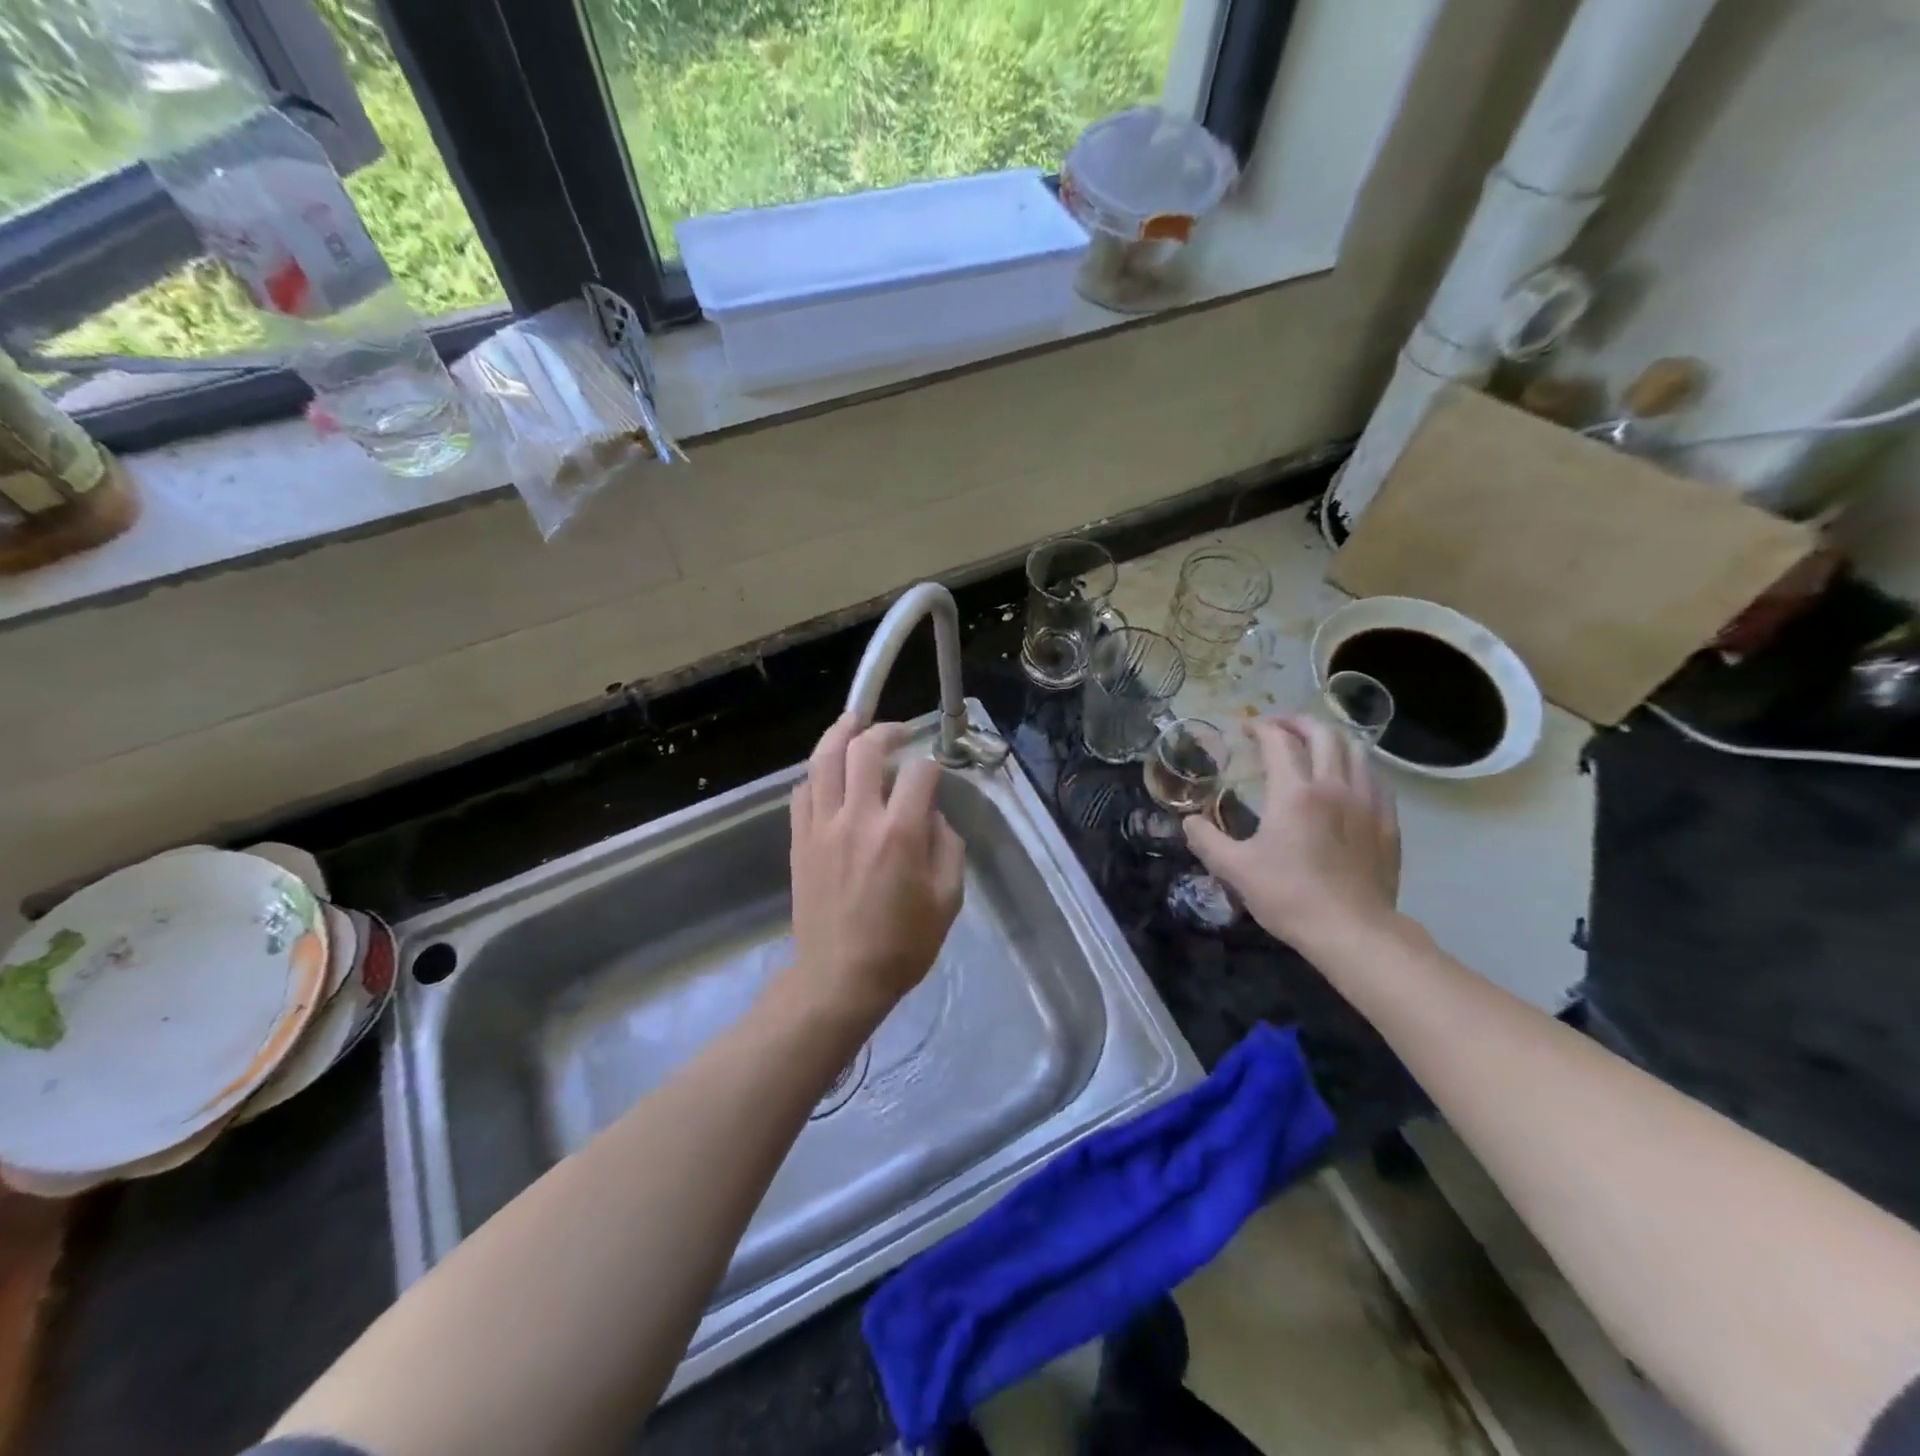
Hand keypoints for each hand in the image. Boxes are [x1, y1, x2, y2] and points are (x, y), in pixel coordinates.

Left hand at [784, 714, 965, 1026]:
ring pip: (824, 760)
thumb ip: (947, 846)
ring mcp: (822, 826)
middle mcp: (858, 818)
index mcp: (900, 833)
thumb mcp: (948, 899)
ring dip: (841, 733)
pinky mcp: (799, 840)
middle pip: (864, 749)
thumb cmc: (902, 944)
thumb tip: (932, 814)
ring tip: (854, 721)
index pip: (919, 772)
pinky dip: (817, 773)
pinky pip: (802, 791)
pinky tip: (828, 773)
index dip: (932, 764)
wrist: (840, 978)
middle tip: (899, 732)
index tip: (935, 774)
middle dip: (886, 730)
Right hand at [1185, 716, 1400, 951]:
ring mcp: (1367, 802)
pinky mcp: (1387, 822)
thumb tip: (1189, 821)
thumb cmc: (1289, 896)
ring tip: (1312, 747)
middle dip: (1297, 722)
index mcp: (1295, 793)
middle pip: (1323, 733)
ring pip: (1355, 750)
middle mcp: (1334, 786)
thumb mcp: (1235, 870)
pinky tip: (1345, 780)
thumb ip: (1206, 840)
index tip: (1246, 729)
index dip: (1261, 728)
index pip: (1279, 741)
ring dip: (1329, 740)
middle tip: (1278, 728)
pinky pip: (1375, 778)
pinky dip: (1355, 766)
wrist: (1353, 931)